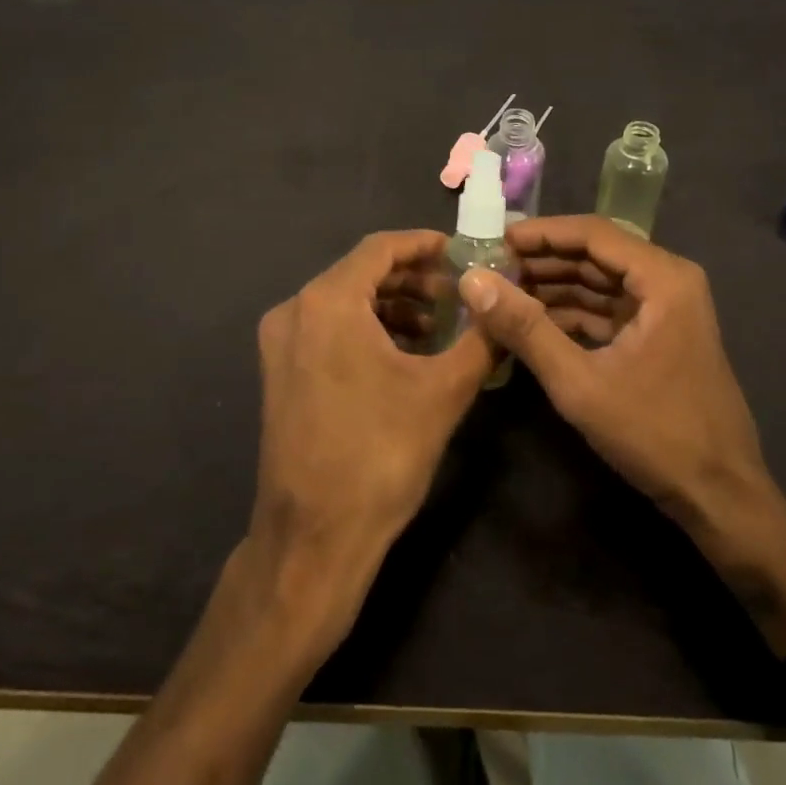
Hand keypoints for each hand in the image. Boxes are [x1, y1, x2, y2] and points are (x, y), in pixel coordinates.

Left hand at [250, 231, 494, 649]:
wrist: (313, 540)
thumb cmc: (379, 457)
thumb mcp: (442, 392)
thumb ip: (480, 337)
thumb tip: (505, 302)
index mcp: (327, 302)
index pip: (380, 248)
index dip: (424, 245)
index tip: (462, 251)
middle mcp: (295, 310)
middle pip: (361, 273)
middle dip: (413, 279)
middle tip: (459, 292)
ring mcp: (281, 342)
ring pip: (345, 301)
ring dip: (393, 305)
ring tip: (439, 324)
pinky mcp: (280, 371)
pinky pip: (329, 329)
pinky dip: (368, 329)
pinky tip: (405, 352)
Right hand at [457, 216, 780, 565]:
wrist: (721, 498)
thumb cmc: (655, 434)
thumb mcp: (579, 382)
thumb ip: (524, 328)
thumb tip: (472, 282)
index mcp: (663, 279)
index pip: (592, 233)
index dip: (541, 233)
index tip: (494, 240)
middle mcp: (668, 281)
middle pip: (595, 253)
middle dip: (542, 260)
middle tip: (491, 268)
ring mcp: (665, 308)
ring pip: (599, 281)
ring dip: (552, 286)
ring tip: (501, 293)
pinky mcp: (658, 334)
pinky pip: (607, 308)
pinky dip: (570, 312)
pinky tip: (531, 321)